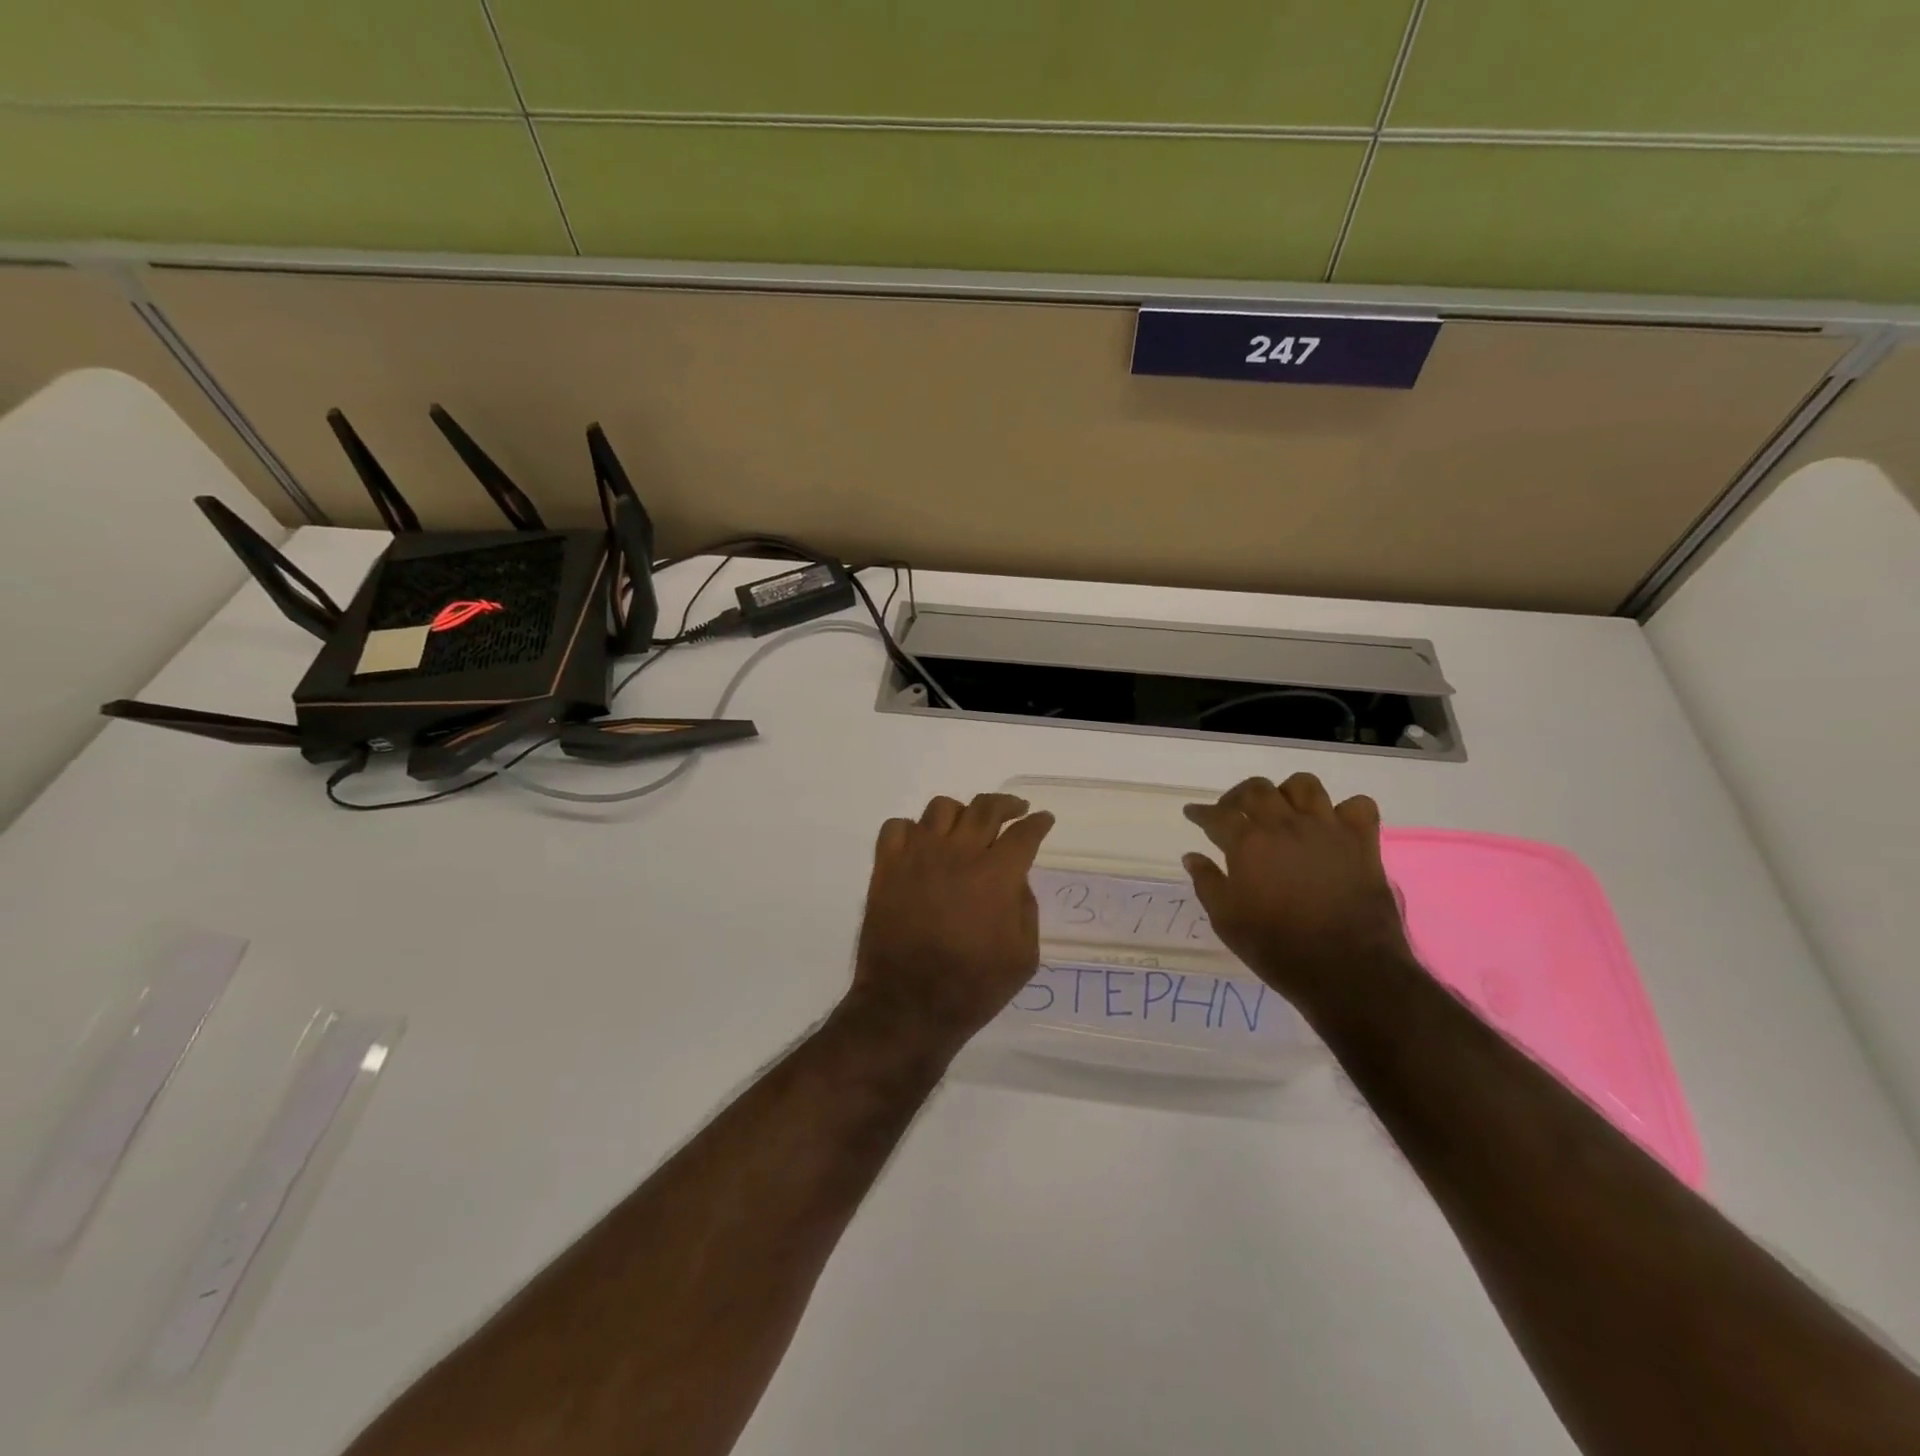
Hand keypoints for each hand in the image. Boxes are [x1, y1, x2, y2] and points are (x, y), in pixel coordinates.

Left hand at [846, 793, 1055, 1057]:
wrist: (908, 1006)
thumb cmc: (973, 987)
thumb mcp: (1023, 957)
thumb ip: (1026, 909)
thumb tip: (1016, 880)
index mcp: (996, 875)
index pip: (1023, 834)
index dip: (1038, 823)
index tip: (1043, 820)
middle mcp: (958, 853)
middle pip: (985, 808)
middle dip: (1007, 804)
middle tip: (1015, 810)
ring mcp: (918, 856)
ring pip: (941, 808)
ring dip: (961, 813)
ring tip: (966, 827)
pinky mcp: (886, 867)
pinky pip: (897, 827)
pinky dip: (912, 830)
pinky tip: (921, 845)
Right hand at [1182, 773, 1413, 1018]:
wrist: (1347, 971)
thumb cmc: (1277, 948)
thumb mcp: (1227, 921)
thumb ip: (1207, 883)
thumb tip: (1192, 857)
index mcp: (1248, 842)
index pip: (1217, 814)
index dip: (1201, 812)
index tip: (1193, 813)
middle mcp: (1285, 825)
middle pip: (1257, 789)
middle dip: (1238, 796)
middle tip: (1232, 812)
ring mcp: (1327, 829)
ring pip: (1304, 786)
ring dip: (1287, 793)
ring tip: (1281, 811)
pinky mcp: (1362, 843)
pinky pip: (1357, 806)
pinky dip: (1344, 810)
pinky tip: (1332, 826)